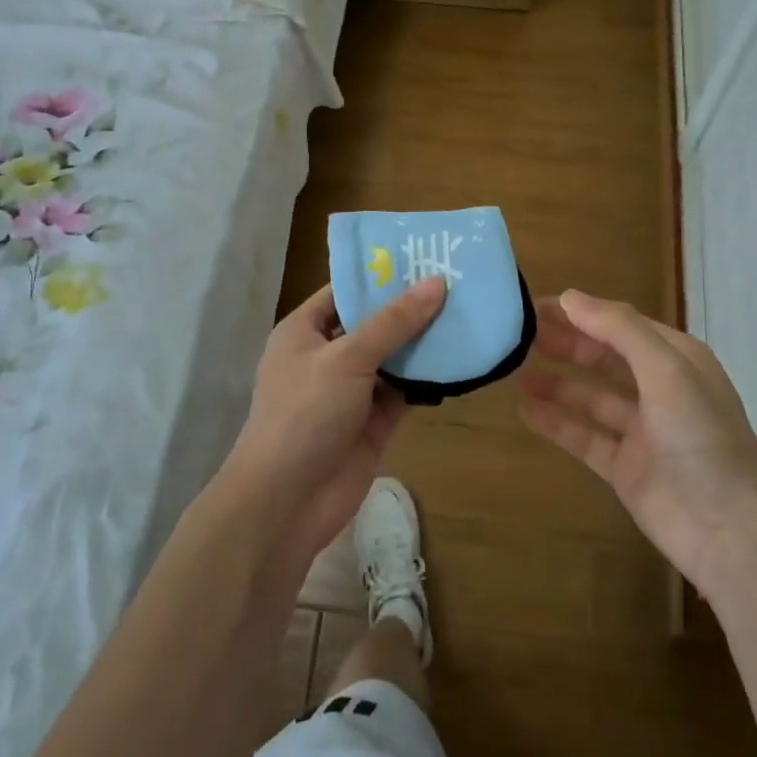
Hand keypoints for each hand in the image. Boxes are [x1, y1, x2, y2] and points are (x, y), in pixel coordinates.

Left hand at [223, 277, 446, 562]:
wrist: (288, 500)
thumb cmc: (305, 413)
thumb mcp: (347, 357)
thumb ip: (393, 322)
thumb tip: (435, 283)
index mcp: (305, 331)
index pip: (345, 291)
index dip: (380, 275)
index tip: (423, 257)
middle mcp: (328, 356)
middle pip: (374, 323)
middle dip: (410, 307)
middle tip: (458, 281)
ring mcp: (352, 390)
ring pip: (394, 357)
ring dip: (425, 342)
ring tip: (468, 312)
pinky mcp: (374, 421)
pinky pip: (405, 391)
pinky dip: (429, 378)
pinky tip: (462, 358)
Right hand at [518, 290, 756, 597]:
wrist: (730, 531)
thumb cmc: (702, 438)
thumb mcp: (666, 370)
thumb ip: (618, 330)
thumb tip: (569, 297)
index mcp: (677, 359)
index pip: (620, 324)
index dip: (580, 313)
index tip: (534, 306)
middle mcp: (660, 389)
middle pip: (604, 357)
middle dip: (565, 343)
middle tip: (519, 336)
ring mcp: (642, 431)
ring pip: (591, 397)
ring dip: (557, 382)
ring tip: (516, 371)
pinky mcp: (625, 467)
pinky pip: (584, 436)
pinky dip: (556, 422)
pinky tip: (525, 410)